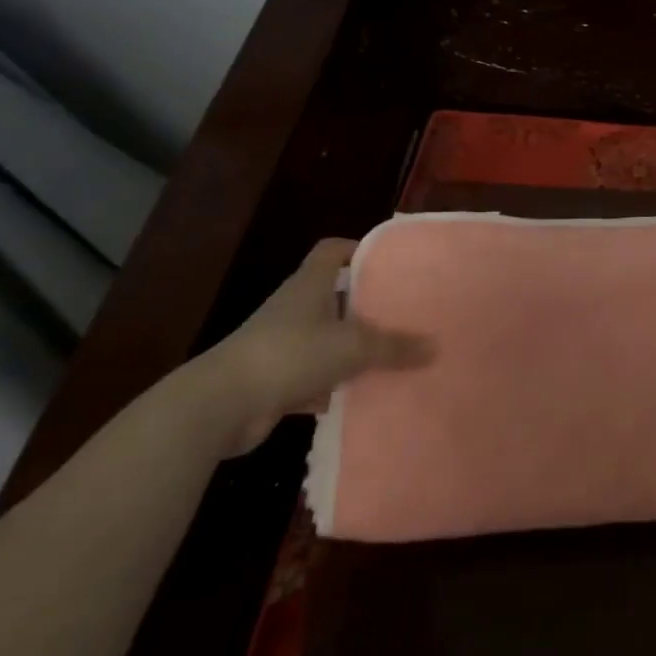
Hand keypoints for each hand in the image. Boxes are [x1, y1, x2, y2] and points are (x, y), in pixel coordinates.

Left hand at [179, 238, 433, 456]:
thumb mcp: (352, 347)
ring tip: (392, 354)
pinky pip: (314, 377)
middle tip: (403, 311)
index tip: (390, 260)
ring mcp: (281, 345)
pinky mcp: (274, 380)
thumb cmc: (288, 355)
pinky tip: (361, 395)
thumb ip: (394, 347)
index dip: (359, 249)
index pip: (332, 251)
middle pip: (334, 296)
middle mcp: (294, 309)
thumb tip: (435, 347)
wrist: (220, 406)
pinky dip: (334, 385)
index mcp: (308, 286)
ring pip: (326, 339)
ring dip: (352, 348)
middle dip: (366, 304)